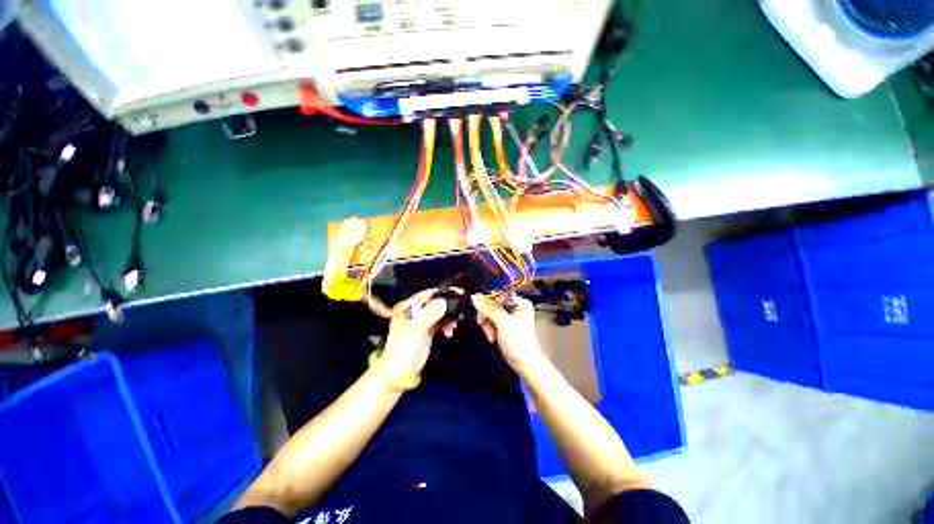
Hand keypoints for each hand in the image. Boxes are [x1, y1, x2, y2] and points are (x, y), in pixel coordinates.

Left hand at [381, 289, 450, 376]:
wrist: (400, 371)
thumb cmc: (405, 346)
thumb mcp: (417, 328)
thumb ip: (430, 313)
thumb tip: (444, 301)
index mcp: (407, 307)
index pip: (425, 294)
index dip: (439, 293)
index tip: (455, 294)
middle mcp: (414, 312)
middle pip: (434, 303)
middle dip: (446, 307)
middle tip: (458, 312)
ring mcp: (420, 322)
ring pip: (438, 313)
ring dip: (447, 318)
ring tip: (454, 326)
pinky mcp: (426, 331)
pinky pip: (439, 323)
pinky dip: (445, 326)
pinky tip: (449, 332)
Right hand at [471, 294, 542, 370]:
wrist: (525, 364)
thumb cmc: (518, 341)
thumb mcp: (503, 323)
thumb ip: (489, 308)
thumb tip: (474, 296)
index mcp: (520, 302)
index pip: (499, 294)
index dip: (488, 302)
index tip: (480, 312)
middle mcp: (516, 306)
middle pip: (493, 303)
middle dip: (487, 315)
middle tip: (483, 325)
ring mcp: (511, 316)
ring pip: (491, 313)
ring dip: (487, 323)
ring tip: (490, 334)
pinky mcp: (506, 325)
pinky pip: (493, 320)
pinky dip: (490, 328)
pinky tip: (492, 337)